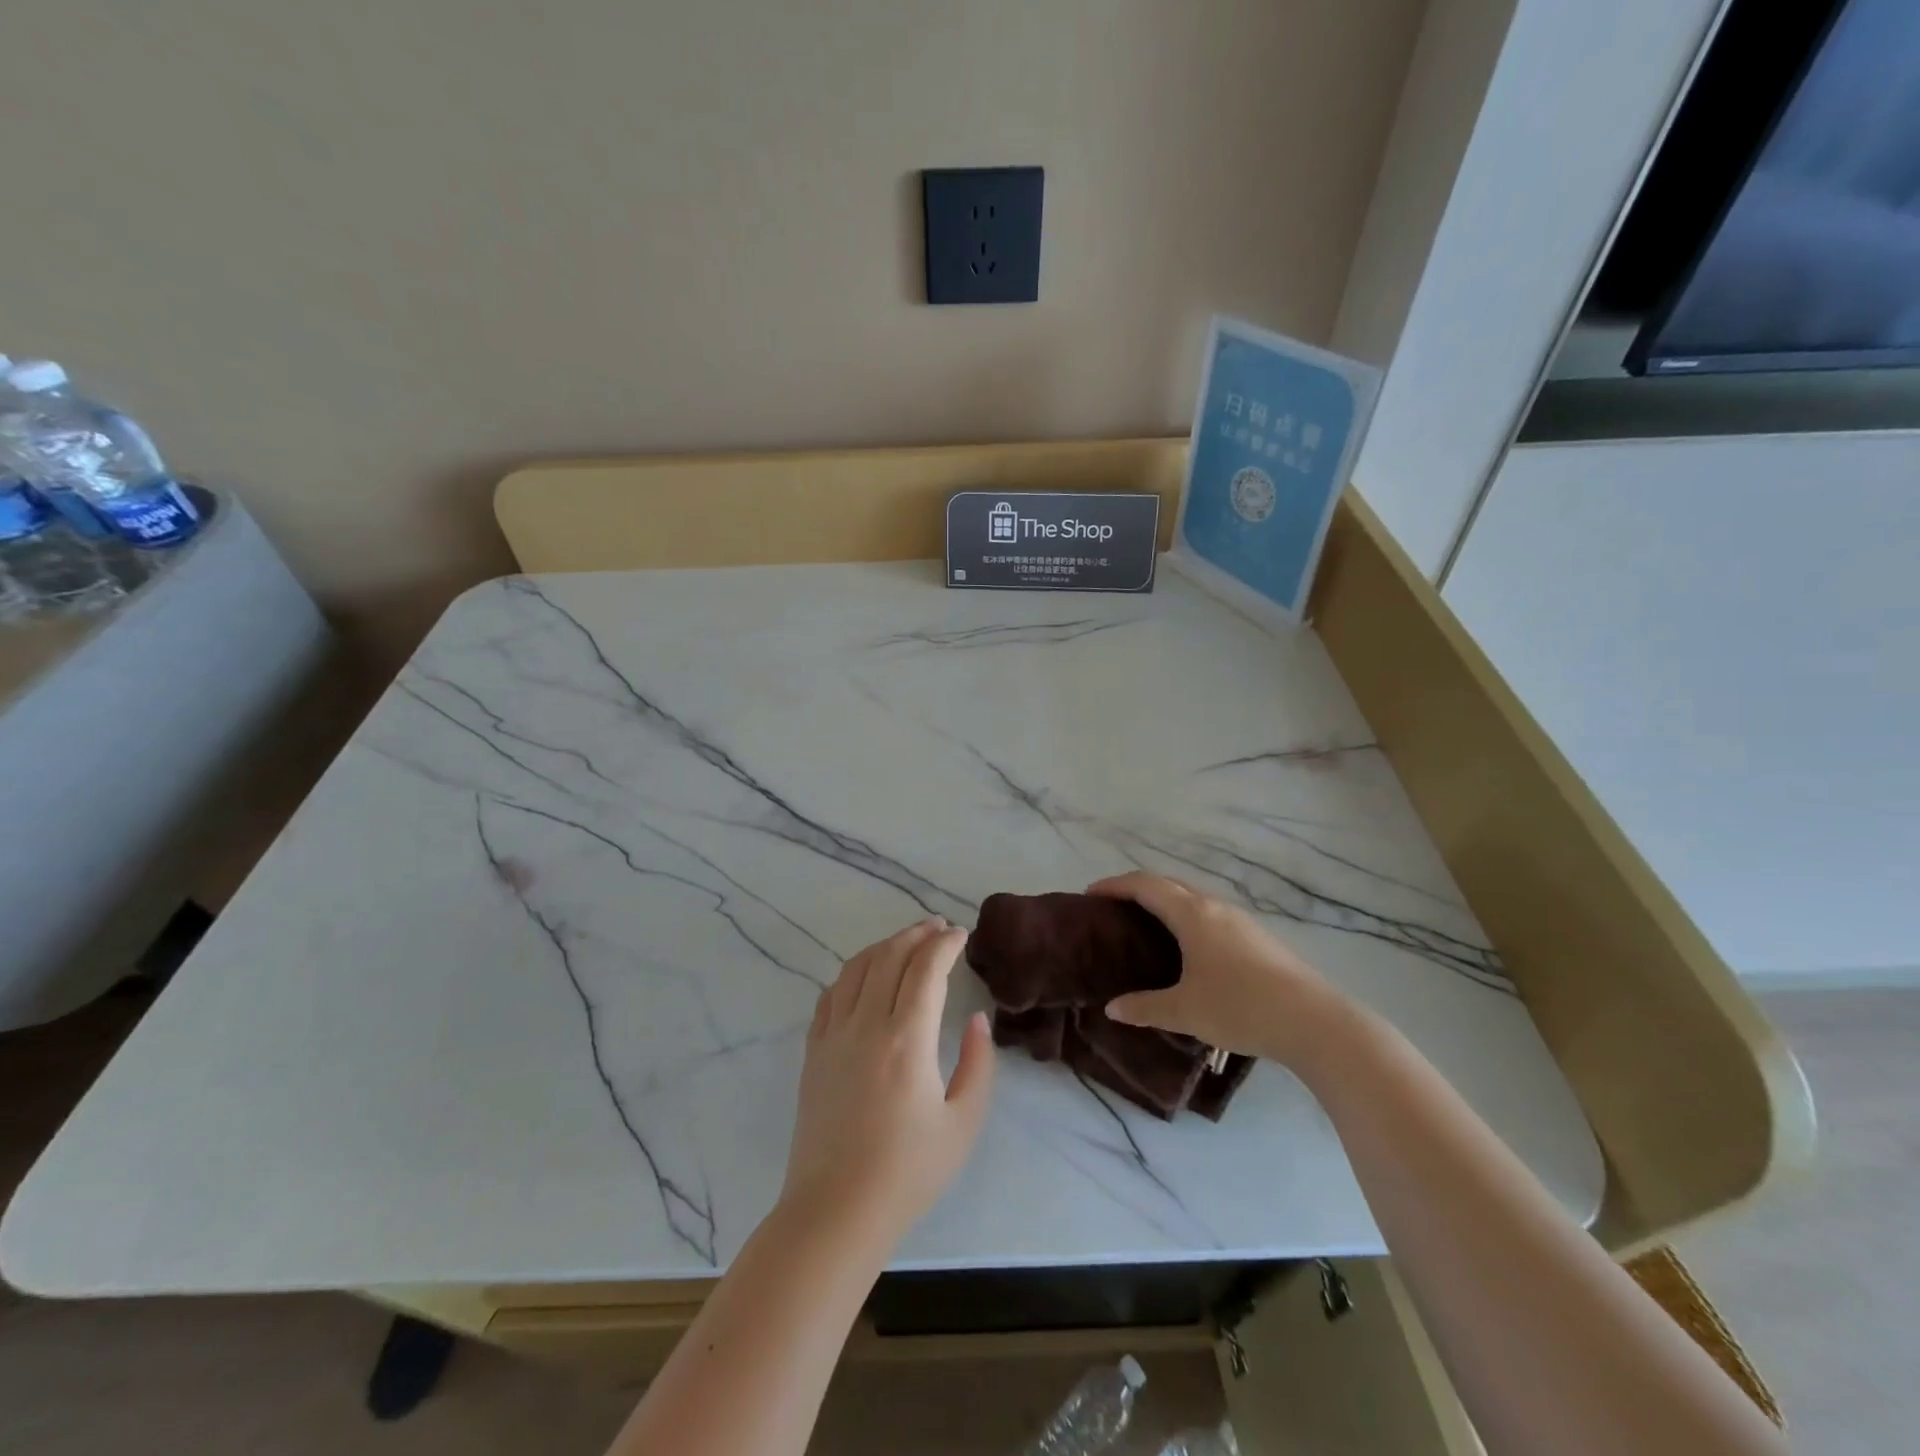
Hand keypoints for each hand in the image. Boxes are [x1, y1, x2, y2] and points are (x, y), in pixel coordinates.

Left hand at [780, 918, 995, 1246]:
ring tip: (906, 940)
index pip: (925, 970)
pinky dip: (852, 972)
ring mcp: (834, 1035)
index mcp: (906, 1040)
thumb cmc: (907, 1172)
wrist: (835, 1211)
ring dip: (884, 946)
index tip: (960, 935)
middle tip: (937, 927)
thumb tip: (975, 1020)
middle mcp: (866, 1025)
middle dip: (917, 934)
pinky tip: (864, 974)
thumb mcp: (962, 1124)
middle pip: (890, 958)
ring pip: (857, 968)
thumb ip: (977, 1064)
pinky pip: (831, 994)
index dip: (944, 944)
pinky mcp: (814, 1051)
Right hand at [1089, 872, 1346, 1066]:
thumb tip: (1112, 1009)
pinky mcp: (1258, 939)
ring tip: (1146, 928)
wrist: (1315, 1021)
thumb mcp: (1185, 1011)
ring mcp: (1241, 921)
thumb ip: (1145, 1007)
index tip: (1090, 894)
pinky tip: (1188, 950)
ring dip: (1165, 904)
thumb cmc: (1241, 1007)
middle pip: (1169, 885)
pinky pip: (1210, 916)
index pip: (1145, 886)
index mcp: (1192, 914)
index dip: (1114, 885)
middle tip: (1113, 910)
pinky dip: (1187, 919)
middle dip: (1137, 890)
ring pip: (1193, 900)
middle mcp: (1215, 908)